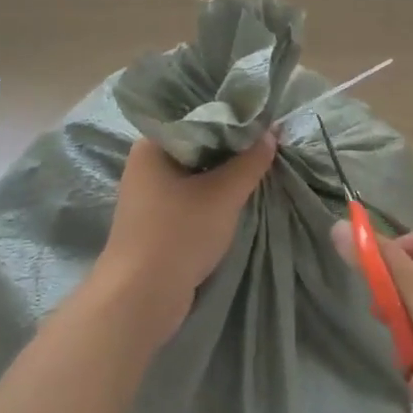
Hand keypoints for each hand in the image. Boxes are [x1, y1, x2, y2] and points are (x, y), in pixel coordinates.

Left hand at [93, 134, 276, 346]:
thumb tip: (271, 133)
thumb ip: (249, 162)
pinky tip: (239, 193)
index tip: (261, 116)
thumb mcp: (222, 194)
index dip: (229, 114)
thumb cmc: (178, 234)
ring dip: (224, 171)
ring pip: (195, 171)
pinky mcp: (157, 220)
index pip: (194, 115)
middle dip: (231, 145)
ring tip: (260, 163)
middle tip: (268, 140)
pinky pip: (191, 194)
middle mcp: (147, 163)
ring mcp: (150, 194)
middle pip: (196, 143)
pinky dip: (213, 193)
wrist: (140, 298)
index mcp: (152, 145)